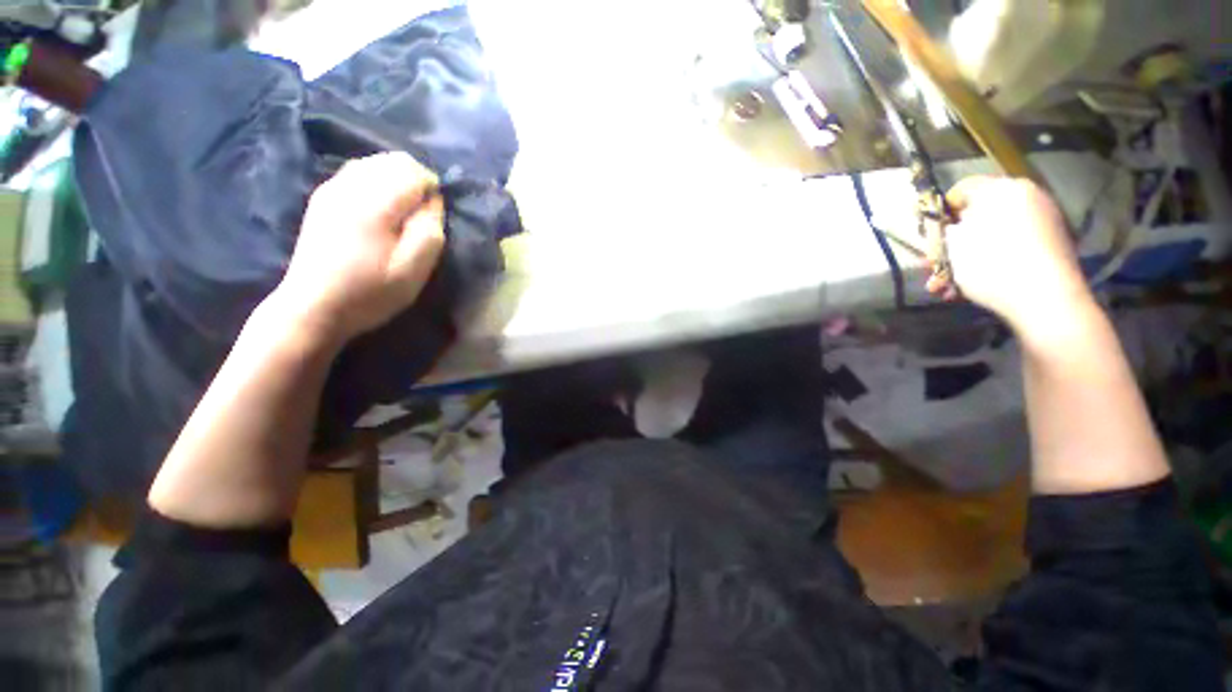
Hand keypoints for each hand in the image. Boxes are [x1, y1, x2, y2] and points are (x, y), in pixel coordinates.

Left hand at [273, 152, 445, 343]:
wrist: (313, 306)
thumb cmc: (370, 292)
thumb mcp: (414, 270)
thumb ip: (430, 230)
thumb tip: (434, 200)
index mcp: (374, 204)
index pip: (413, 171)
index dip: (433, 188)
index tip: (435, 216)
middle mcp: (349, 186)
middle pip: (392, 160)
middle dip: (416, 180)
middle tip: (421, 214)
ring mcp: (331, 189)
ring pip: (374, 162)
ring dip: (396, 180)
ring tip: (402, 212)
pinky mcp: (322, 197)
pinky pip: (357, 172)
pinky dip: (376, 182)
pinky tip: (379, 210)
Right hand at [933, 176, 1092, 331]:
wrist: (1045, 298)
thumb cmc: (991, 264)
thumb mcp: (953, 245)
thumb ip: (943, 230)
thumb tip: (945, 227)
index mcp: (1002, 189)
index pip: (961, 190)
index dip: (939, 213)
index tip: (928, 237)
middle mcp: (1026, 198)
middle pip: (977, 217)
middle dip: (950, 244)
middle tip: (933, 265)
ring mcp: (1042, 222)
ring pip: (990, 238)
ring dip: (963, 261)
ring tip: (944, 286)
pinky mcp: (1050, 246)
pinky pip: (1009, 249)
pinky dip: (988, 265)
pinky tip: (967, 289)